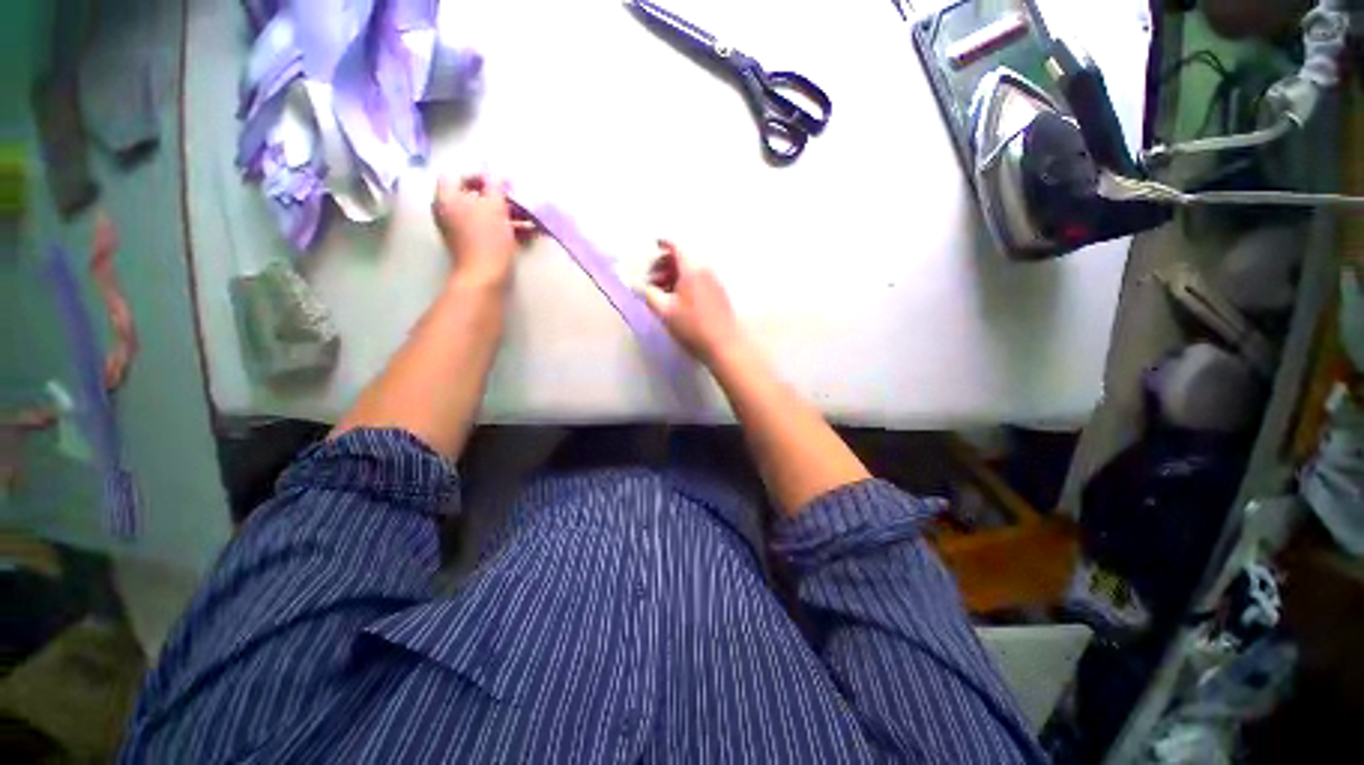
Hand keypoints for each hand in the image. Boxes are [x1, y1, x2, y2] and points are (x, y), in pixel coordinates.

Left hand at [432, 175, 535, 288]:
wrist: (484, 276)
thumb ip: (494, 186)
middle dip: (499, 198)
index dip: (479, 175)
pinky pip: (488, 229)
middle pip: (474, 196)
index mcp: (447, 198)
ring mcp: (459, 230)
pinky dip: (506, 228)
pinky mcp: (472, 244)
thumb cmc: (487, 239)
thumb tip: (495, 173)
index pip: (457, 176)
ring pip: (485, 214)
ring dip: (508, 214)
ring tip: (531, 220)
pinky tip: (528, 232)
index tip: (500, 183)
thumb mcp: (495, 207)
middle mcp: (448, 212)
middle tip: (518, 201)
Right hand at [641, 240, 744, 364]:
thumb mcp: (664, 311)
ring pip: (690, 270)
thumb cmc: (692, 327)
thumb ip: (648, 294)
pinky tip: (676, 300)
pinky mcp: (718, 294)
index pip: (676, 245)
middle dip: (663, 264)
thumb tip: (636, 284)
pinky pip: (698, 279)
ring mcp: (714, 281)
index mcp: (692, 268)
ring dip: (673, 276)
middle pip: (682, 257)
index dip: (662, 243)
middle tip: (650, 280)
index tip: (651, 247)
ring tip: (660, 293)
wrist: (724, 345)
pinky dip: (684, 283)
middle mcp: (705, 269)